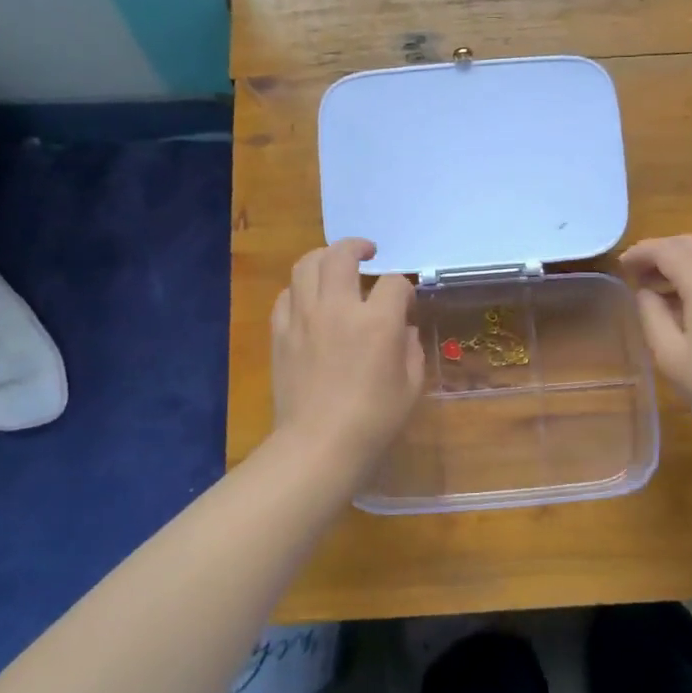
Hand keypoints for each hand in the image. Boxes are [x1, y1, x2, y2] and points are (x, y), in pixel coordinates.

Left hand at [272, 238, 424, 480]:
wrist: (318, 445)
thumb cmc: (374, 420)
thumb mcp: (411, 386)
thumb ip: (411, 349)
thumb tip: (404, 331)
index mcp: (376, 321)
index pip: (393, 282)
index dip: (403, 289)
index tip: (405, 303)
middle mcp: (338, 308)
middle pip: (342, 255)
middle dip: (358, 247)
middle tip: (367, 252)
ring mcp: (304, 317)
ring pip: (307, 265)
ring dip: (324, 258)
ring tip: (334, 264)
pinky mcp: (280, 332)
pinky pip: (286, 295)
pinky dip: (300, 289)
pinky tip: (309, 300)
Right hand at [621, 235, 691, 444]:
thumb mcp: (669, 354)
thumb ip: (651, 314)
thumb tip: (645, 292)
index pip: (666, 250)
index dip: (640, 253)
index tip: (619, 266)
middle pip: (689, 244)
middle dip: (659, 251)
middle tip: (634, 273)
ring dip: (678, 260)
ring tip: (654, 286)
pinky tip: (683, 299)